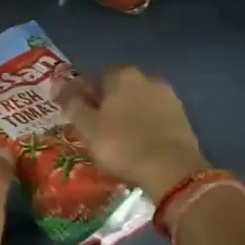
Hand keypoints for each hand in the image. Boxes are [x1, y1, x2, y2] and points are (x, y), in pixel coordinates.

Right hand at [65, 66, 209, 199]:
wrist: (170, 168)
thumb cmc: (121, 144)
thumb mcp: (87, 127)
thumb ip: (73, 103)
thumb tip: (61, 86)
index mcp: (123, 75)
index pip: (98, 78)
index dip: (87, 96)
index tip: (81, 116)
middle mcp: (148, 79)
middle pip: (121, 89)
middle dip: (110, 105)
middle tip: (98, 130)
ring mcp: (169, 98)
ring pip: (140, 104)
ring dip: (130, 116)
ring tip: (120, 141)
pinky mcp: (183, 118)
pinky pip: (156, 119)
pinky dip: (146, 128)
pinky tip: (140, 146)